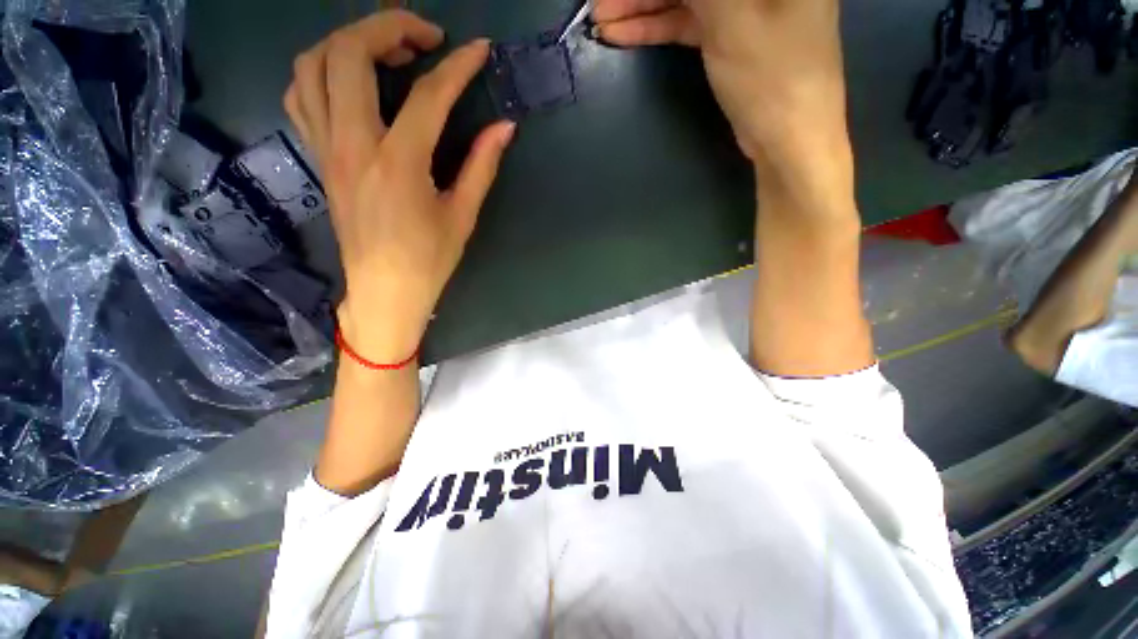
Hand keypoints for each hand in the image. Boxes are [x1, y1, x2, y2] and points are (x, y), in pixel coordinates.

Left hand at [285, 10, 515, 360]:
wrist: (384, 291)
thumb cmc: (428, 261)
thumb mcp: (462, 215)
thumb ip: (481, 166)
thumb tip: (504, 128)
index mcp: (397, 164)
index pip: (428, 95)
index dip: (457, 67)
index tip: (479, 50)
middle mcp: (352, 145)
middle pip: (348, 54)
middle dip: (387, 26)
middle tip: (424, 37)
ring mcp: (327, 149)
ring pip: (313, 66)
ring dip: (348, 41)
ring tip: (386, 50)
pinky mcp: (319, 158)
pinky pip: (302, 96)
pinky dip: (323, 72)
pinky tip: (352, 81)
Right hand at [593, 0, 848, 171]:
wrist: (786, 139)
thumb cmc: (771, 76)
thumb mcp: (732, 20)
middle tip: (601, 3)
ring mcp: (745, 5)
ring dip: (643, 8)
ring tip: (602, 19)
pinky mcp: (729, 35)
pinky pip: (688, 24)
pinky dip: (657, 28)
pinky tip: (623, 32)